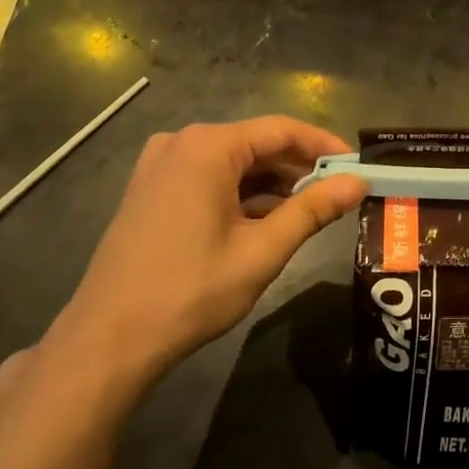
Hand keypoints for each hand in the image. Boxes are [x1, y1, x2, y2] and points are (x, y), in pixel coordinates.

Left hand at [44, 118, 366, 397]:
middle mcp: (181, 143)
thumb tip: (358, 182)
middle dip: (299, 169)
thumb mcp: (262, 250)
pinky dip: (241, 195)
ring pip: (233, 163)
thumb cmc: (191, 291)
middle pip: (256, 144)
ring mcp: (160, 165)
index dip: (324, 147)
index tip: (358, 166)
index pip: (281, 130)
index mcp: (207, 147)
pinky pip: (209, 178)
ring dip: (271, 184)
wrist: (110, 338)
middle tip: (339, 195)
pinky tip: (265, 221)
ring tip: (309, 212)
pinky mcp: (151, 189)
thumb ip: (313, 210)